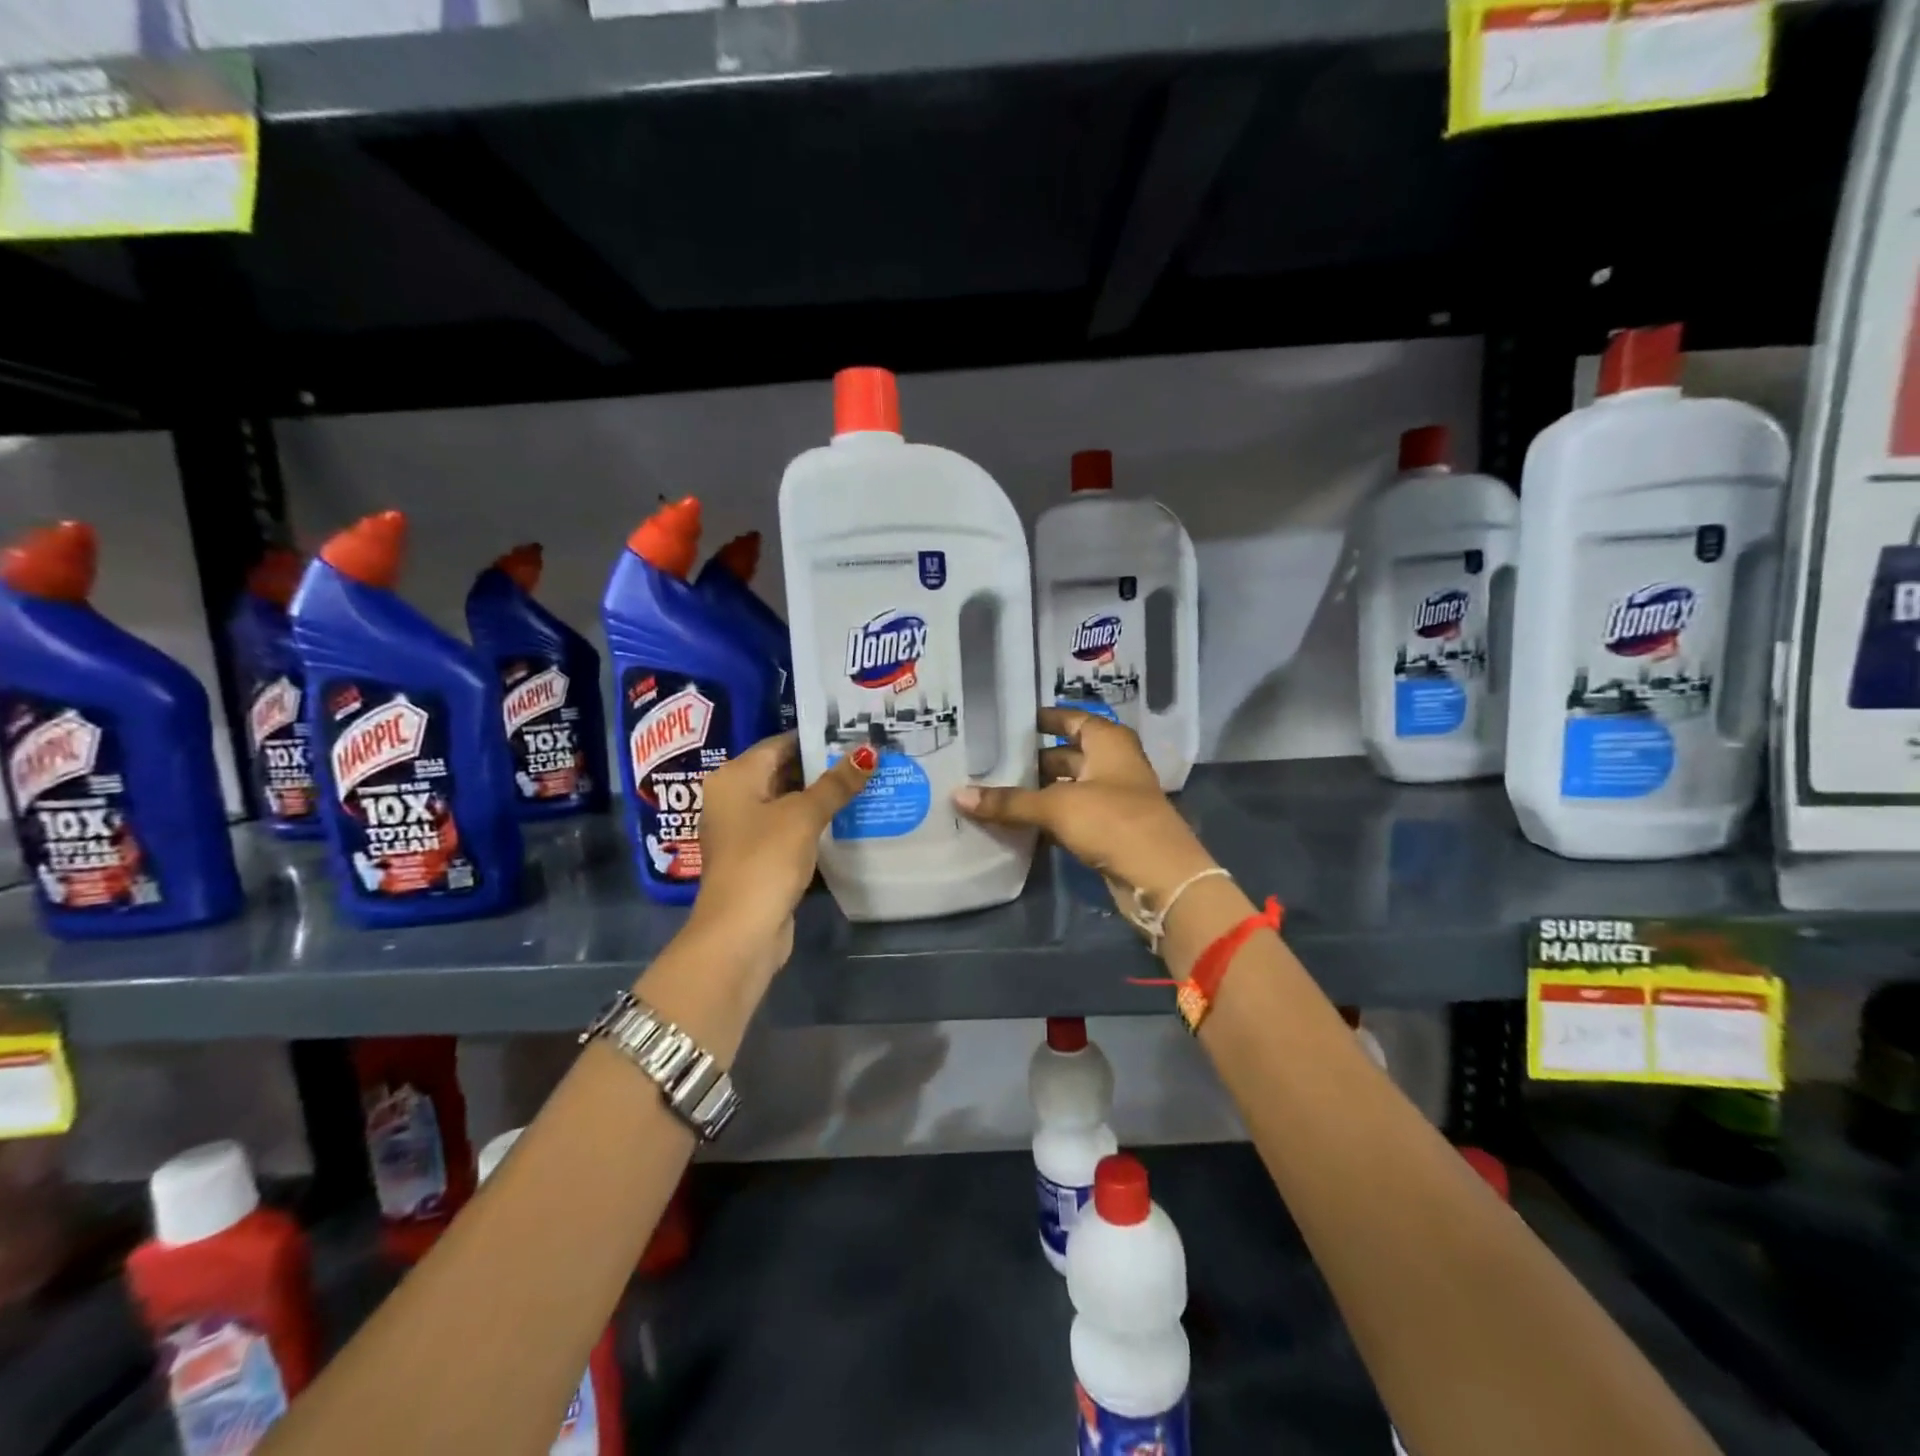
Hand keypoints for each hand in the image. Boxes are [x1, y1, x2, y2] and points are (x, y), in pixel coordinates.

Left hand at [689, 732, 874, 975]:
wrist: (741, 932)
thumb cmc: (765, 860)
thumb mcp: (804, 816)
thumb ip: (836, 783)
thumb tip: (869, 752)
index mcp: (734, 778)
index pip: (780, 743)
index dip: (818, 737)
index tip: (856, 731)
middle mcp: (734, 798)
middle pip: (785, 772)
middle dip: (825, 768)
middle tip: (870, 756)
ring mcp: (746, 831)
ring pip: (791, 803)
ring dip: (824, 798)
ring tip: (869, 782)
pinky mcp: (760, 858)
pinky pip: (792, 830)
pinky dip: (817, 825)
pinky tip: (851, 820)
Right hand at [953, 708, 1215, 908]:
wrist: (1161, 878)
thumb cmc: (1113, 822)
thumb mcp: (1056, 806)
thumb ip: (1009, 802)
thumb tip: (958, 795)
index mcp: (1108, 743)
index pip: (1072, 719)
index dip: (1045, 718)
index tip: (1010, 722)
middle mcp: (1112, 764)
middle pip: (1066, 755)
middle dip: (1032, 760)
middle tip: (990, 761)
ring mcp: (1112, 798)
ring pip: (1066, 788)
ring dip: (1037, 792)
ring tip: (993, 790)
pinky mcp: (1108, 830)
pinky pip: (1070, 815)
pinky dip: (1047, 817)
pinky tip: (1016, 823)